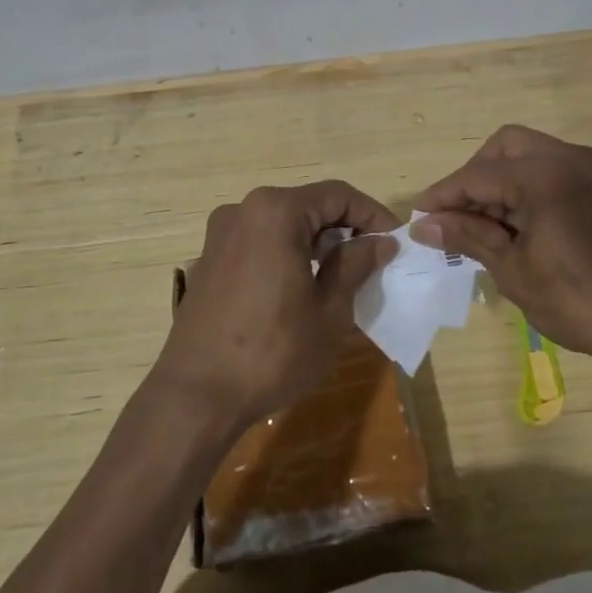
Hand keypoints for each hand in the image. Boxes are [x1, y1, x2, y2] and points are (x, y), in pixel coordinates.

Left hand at [153, 181, 399, 434]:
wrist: (195, 397)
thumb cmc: (272, 352)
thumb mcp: (329, 311)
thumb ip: (356, 265)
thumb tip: (380, 242)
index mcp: (275, 212)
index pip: (338, 195)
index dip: (373, 215)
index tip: (396, 242)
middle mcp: (243, 211)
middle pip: (308, 206)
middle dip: (345, 229)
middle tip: (374, 261)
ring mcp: (220, 236)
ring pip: (282, 224)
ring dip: (316, 243)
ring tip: (343, 277)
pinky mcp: (208, 261)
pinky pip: (259, 243)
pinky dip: (287, 254)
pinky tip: (302, 289)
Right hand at [411, 125, 591, 376]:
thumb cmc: (581, 300)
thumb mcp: (515, 271)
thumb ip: (469, 237)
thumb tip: (425, 225)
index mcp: (544, 174)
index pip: (477, 175)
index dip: (443, 195)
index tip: (419, 217)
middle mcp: (570, 158)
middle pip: (505, 147)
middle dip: (474, 176)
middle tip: (456, 216)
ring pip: (532, 155)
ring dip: (502, 182)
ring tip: (484, 227)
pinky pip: (555, 172)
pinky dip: (529, 188)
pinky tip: (518, 227)